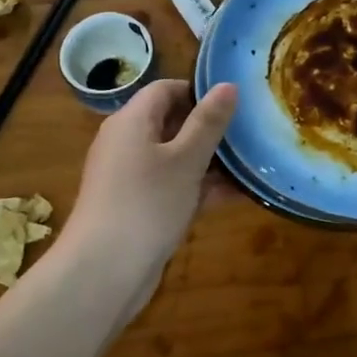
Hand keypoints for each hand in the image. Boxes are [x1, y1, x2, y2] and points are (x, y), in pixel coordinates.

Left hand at [59, 80, 237, 312]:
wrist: (104, 272)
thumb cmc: (147, 203)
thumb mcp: (186, 159)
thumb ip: (208, 122)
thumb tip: (228, 84)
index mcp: (132, 121)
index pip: (166, 90)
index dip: (199, 91)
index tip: (235, 103)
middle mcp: (127, 143)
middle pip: (172, 123)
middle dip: (210, 128)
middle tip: (250, 132)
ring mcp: (131, 178)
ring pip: (175, 158)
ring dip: (210, 161)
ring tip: (252, 163)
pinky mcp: (138, 207)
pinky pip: (173, 186)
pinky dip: (200, 187)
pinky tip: (238, 195)